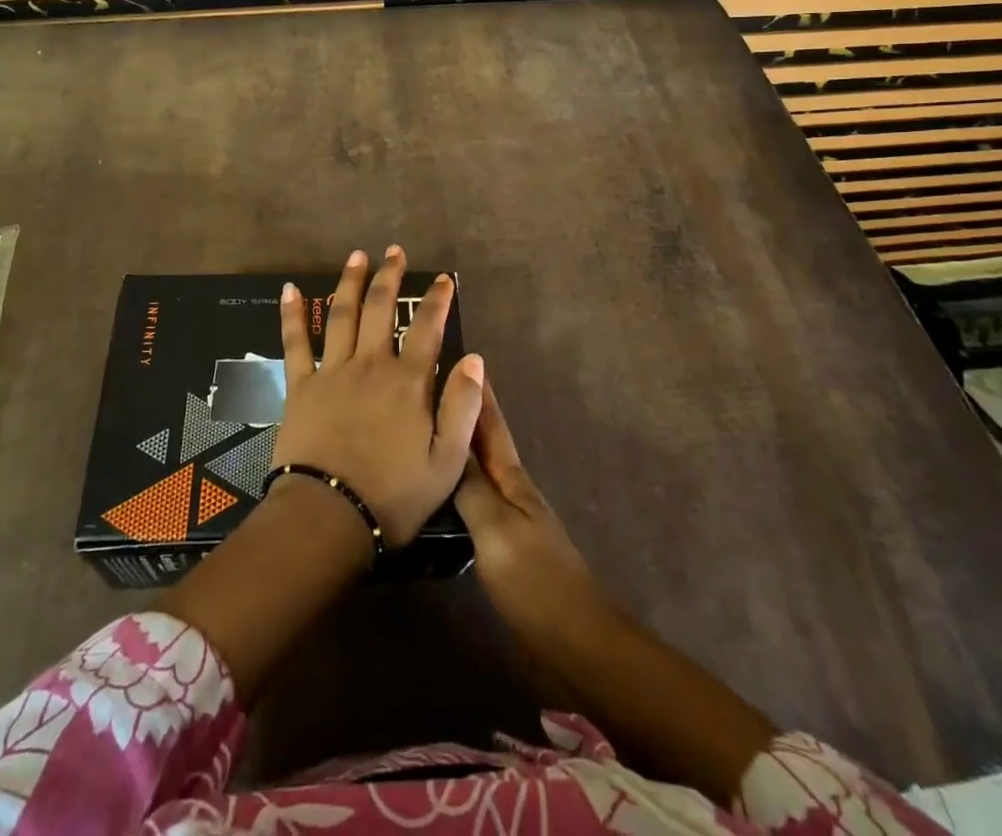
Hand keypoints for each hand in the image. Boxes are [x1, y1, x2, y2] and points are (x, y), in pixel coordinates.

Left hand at [274, 246, 484, 547]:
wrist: (329, 516)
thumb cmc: (393, 495)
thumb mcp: (446, 461)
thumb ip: (462, 406)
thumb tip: (474, 357)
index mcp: (408, 382)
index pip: (427, 329)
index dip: (437, 301)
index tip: (443, 279)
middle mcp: (371, 364)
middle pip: (380, 309)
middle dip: (389, 277)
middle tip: (394, 251)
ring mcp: (332, 371)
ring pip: (342, 315)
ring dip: (350, 282)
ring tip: (357, 256)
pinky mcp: (300, 386)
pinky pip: (295, 342)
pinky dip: (293, 314)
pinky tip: (290, 289)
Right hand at [454, 380, 595, 635]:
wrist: (573, 643)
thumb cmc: (535, 579)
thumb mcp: (496, 529)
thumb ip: (470, 488)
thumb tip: (445, 443)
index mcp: (512, 480)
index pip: (491, 426)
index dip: (480, 394)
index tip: (465, 357)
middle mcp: (510, 492)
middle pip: (483, 444)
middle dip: (464, 413)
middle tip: (434, 386)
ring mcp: (507, 521)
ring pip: (476, 472)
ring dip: (457, 448)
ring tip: (427, 431)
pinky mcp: (501, 548)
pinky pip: (471, 504)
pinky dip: (455, 486)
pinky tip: (438, 491)